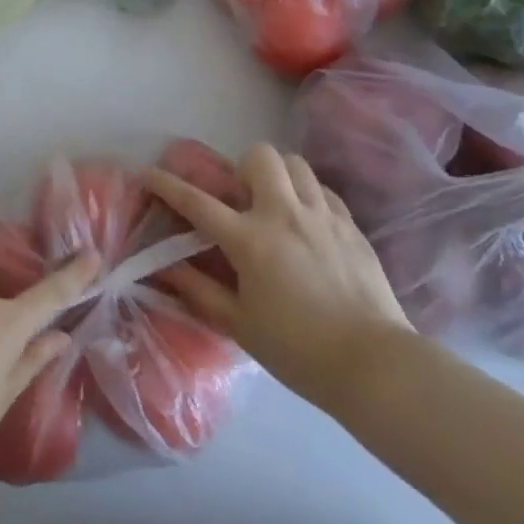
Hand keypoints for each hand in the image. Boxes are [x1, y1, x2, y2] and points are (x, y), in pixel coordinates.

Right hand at [147, 143, 414, 413]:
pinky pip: (324, 191)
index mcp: (250, 240)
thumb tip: (164, 268)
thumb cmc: (299, 351)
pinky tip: (308, 224)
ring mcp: (323, 216)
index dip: (166, 184)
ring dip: (279, 175)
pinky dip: (310, 197)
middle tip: (241, 198)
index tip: (147, 173)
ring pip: (296, 164)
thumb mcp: (240, 325)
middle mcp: (284, 214)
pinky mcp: (352, 226)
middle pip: (259, 156)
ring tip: (276, 204)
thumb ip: (199, 291)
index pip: (196, 201)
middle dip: (243, 167)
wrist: (376, 367)